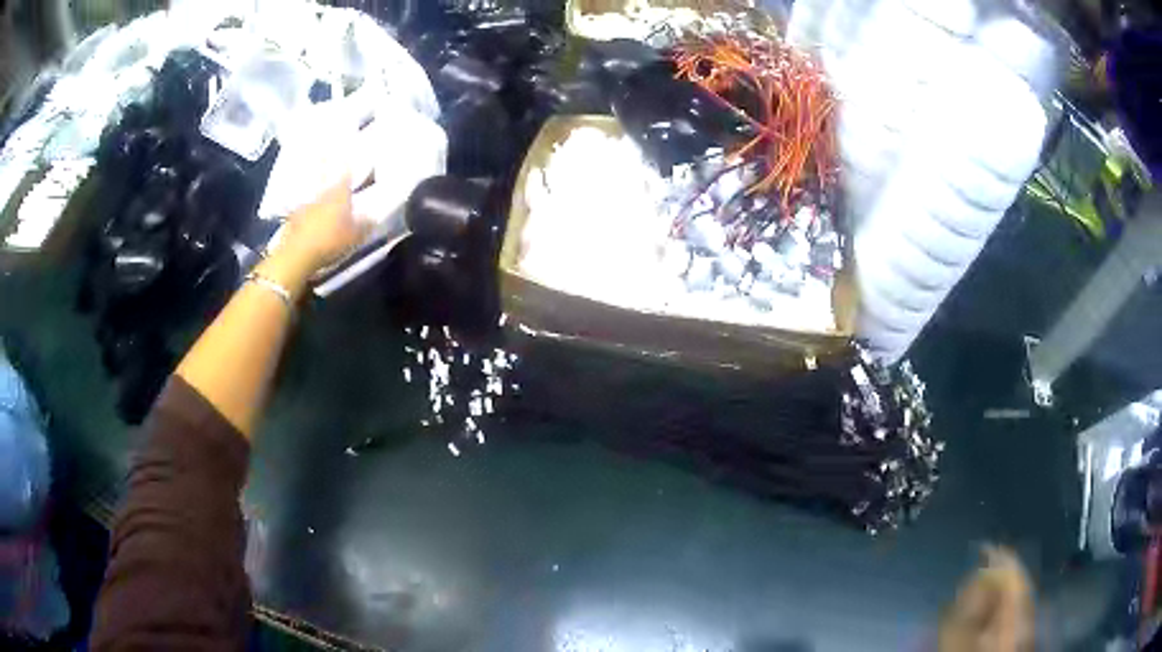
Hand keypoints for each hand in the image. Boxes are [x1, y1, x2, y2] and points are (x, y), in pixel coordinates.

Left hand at [271, 177, 368, 276]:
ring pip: (317, 203)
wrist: (298, 254)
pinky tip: (310, 229)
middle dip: (335, 195)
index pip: (346, 179)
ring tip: (325, 218)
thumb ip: (364, 226)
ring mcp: (305, 207)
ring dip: (321, 208)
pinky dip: (308, 220)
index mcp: (339, 195)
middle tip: (340, 203)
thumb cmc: (331, 241)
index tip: (351, 174)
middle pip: (330, 191)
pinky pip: (304, 216)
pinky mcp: (292, 220)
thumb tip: (373, 218)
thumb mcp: (354, 237)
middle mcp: (322, 196)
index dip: (349, 176)